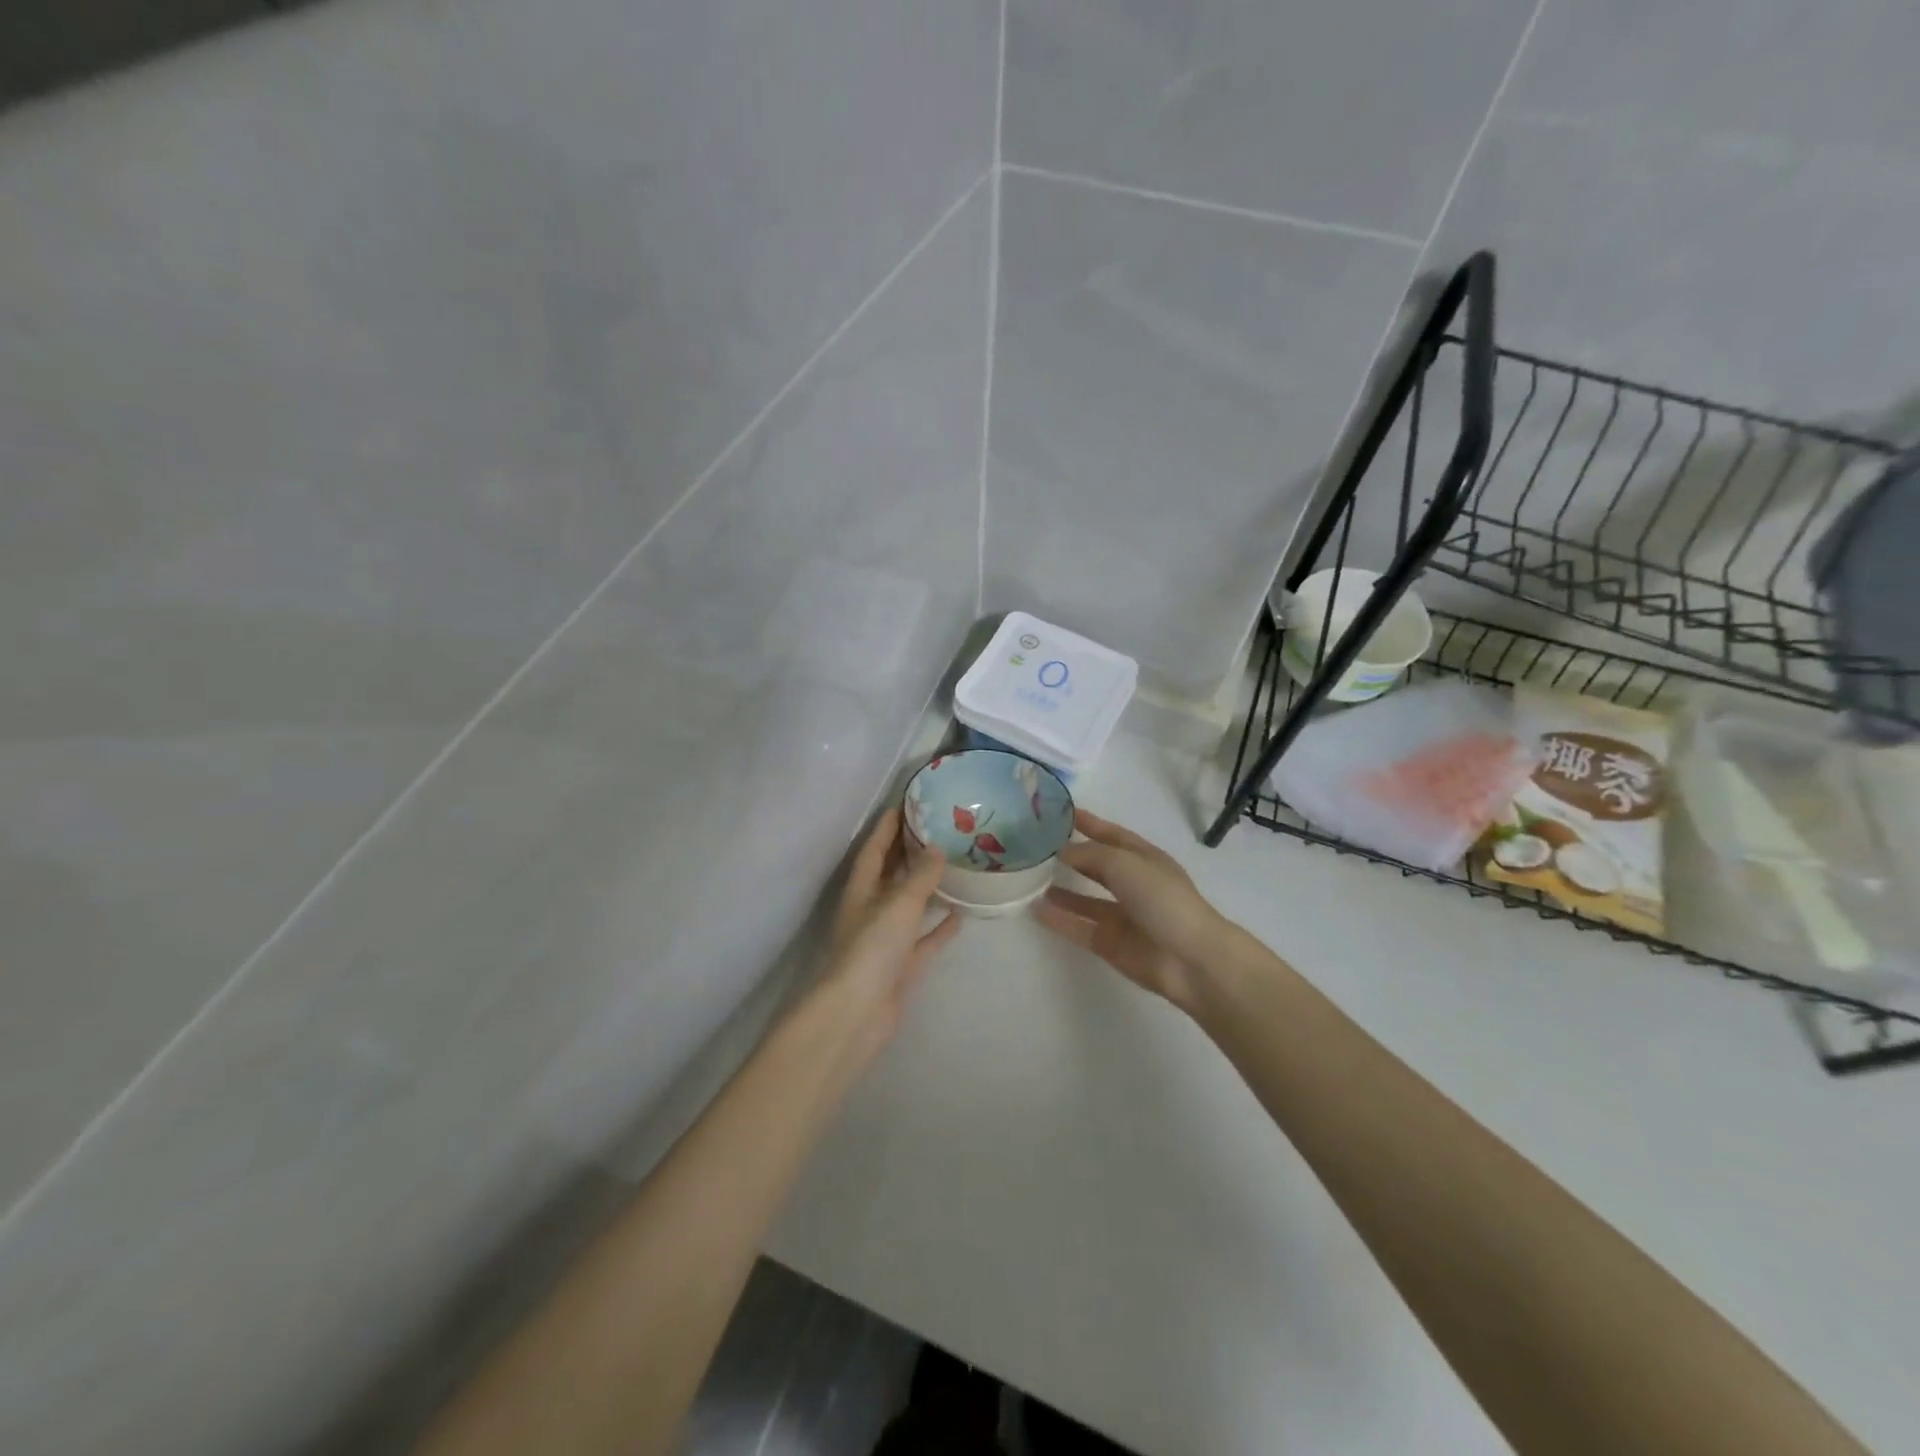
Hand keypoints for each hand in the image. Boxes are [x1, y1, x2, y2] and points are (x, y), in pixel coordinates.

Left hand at [814, 808, 960, 1053]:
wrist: (858, 1013)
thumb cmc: (872, 948)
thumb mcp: (899, 903)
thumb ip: (920, 876)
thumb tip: (937, 848)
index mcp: (861, 890)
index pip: (873, 849)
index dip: (886, 827)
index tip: (904, 804)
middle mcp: (871, 910)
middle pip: (890, 875)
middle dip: (908, 853)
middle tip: (937, 830)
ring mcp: (886, 940)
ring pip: (909, 906)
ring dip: (927, 888)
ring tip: (954, 866)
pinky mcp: (901, 966)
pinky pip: (924, 939)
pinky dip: (939, 927)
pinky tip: (961, 914)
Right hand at [1036, 811, 1233, 1010]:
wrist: (1190, 959)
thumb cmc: (1163, 900)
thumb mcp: (1125, 864)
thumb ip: (1091, 855)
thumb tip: (1062, 851)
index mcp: (1144, 859)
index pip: (1111, 835)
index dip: (1089, 823)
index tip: (1060, 812)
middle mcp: (1133, 884)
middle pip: (1097, 866)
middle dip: (1072, 856)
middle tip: (1038, 847)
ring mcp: (1122, 916)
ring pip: (1085, 899)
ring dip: (1062, 891)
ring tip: (1032, 881)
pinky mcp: (1111, 943)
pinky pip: (1079, 927)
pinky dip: (1059, 919)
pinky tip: (1036, 910)